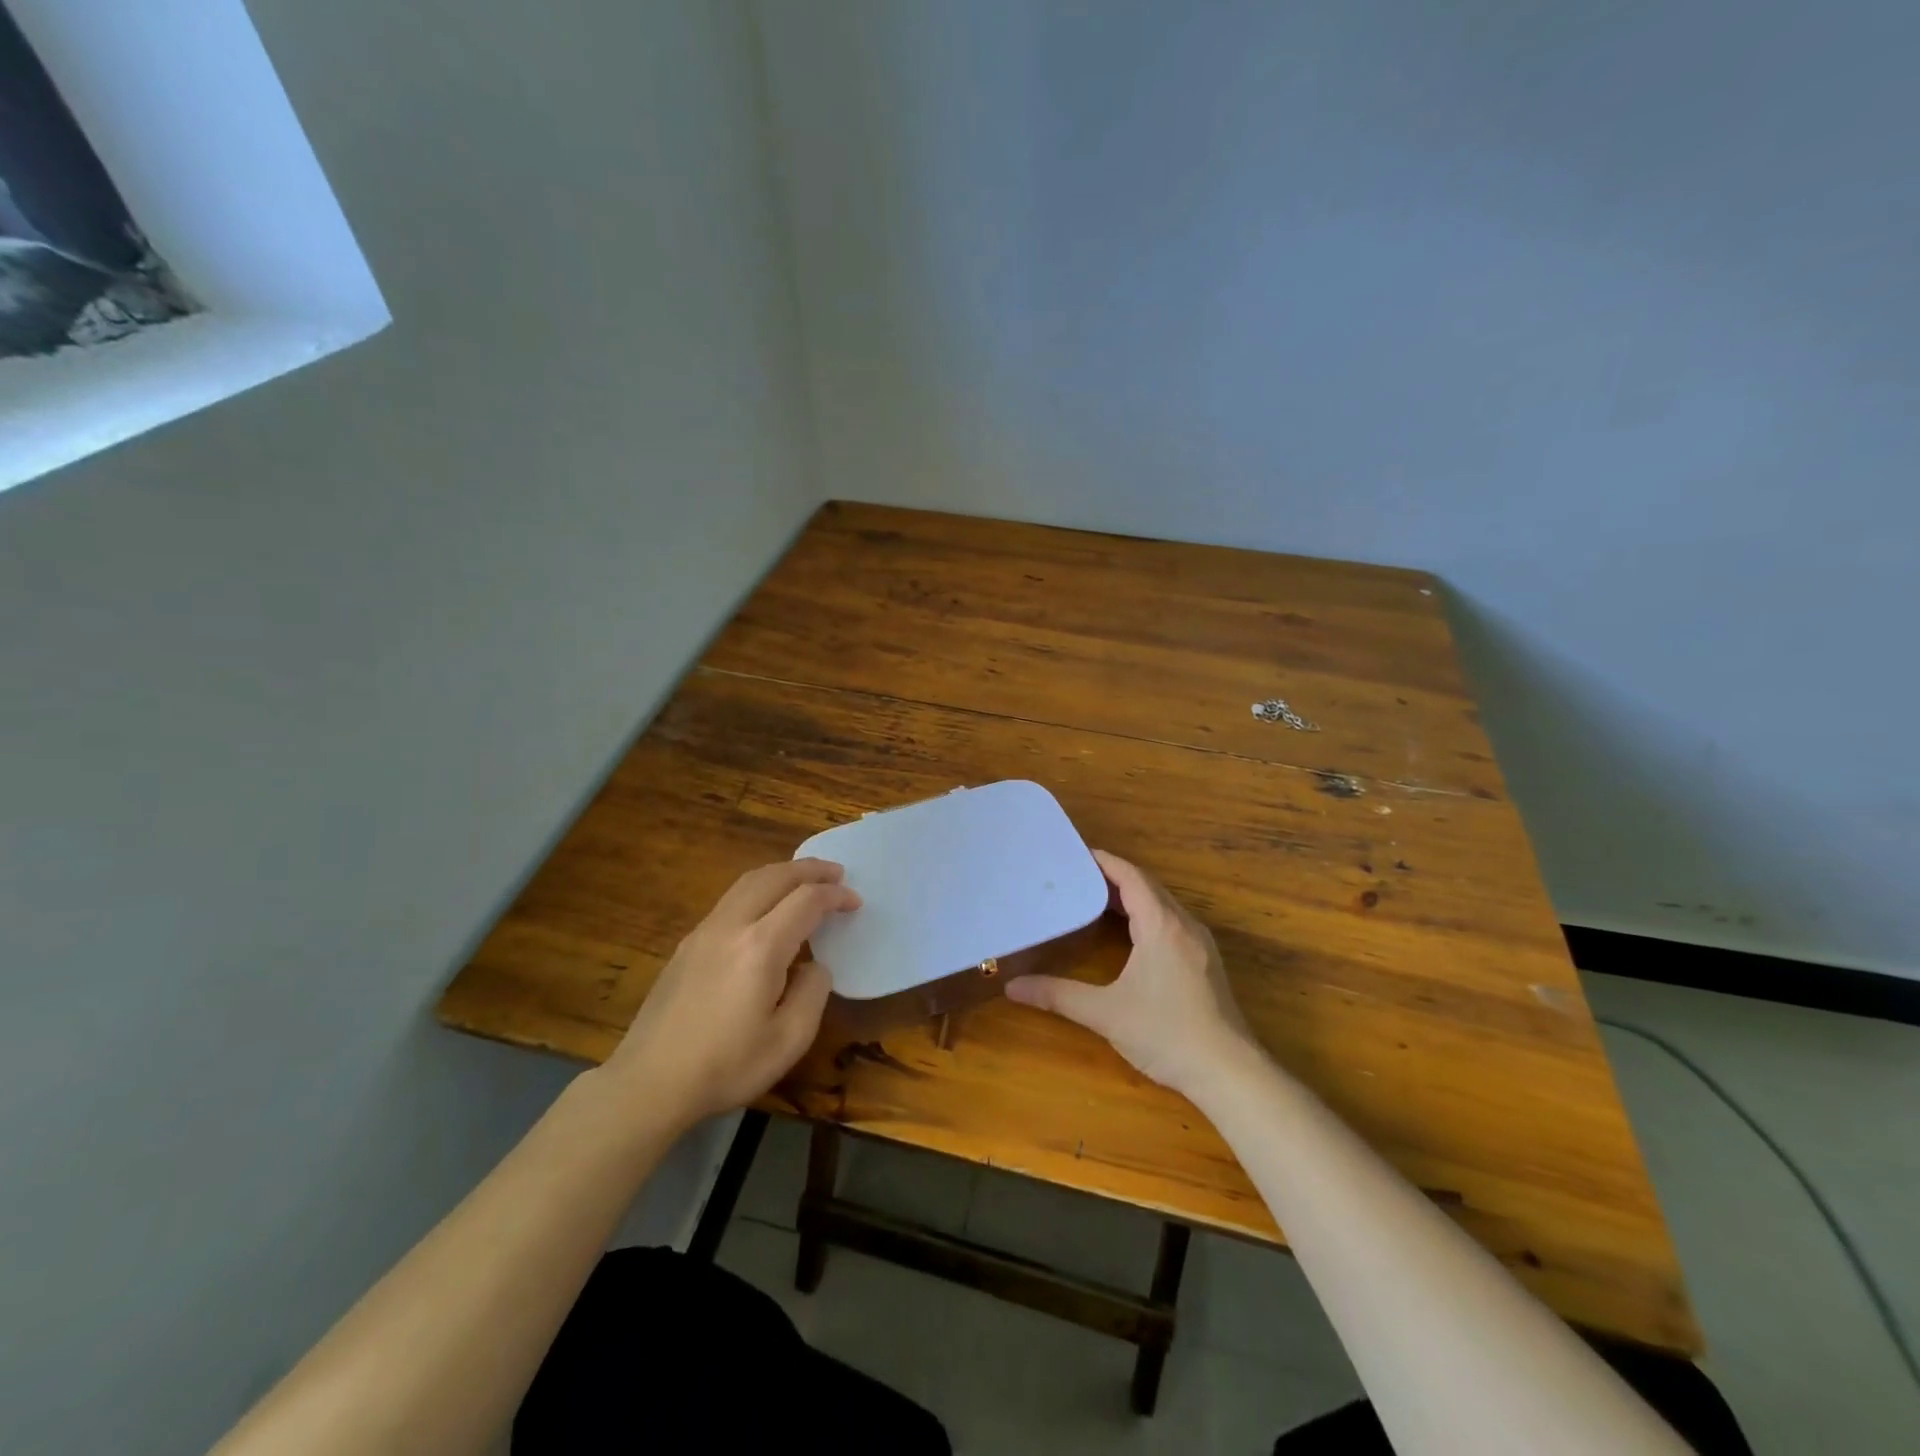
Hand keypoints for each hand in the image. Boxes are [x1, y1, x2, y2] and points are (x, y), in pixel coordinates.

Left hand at [601, 859, 858, 1128]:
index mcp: (761, 947)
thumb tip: (815, 966)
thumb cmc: (726, 1066)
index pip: (806, 901)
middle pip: (774, 877)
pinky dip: (759, 889)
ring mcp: (703, 932)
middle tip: (836, 873)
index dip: (835, 896)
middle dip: (809, 869)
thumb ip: (812, 993)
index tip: (855, 902)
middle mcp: (731, 926)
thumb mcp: (789, 1040)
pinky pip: (731, 900)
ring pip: (747, 882)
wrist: (649, 1083)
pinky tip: (767, 908)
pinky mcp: (687, 945)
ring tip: (805, 880)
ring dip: (781, 873)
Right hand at [1005, 850, 1256, 1094]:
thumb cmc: (1166, 1034)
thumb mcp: (1106, 1013)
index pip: (1131, 877)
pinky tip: (1129, 933)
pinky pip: (1172, 921)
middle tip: (1076, 876)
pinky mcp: (1205, 962)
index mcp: (1162, 925)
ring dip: (1132, 896)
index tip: (1075, 854)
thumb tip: (1012, 987)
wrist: (1229, 1073)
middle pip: (1147, 886)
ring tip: (1095, 898)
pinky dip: (1147, 914)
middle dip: (1113, 877)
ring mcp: (1200, 943)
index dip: (1104, 861)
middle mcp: (1184, 925)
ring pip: (1163, 904)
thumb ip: (1058, 996)